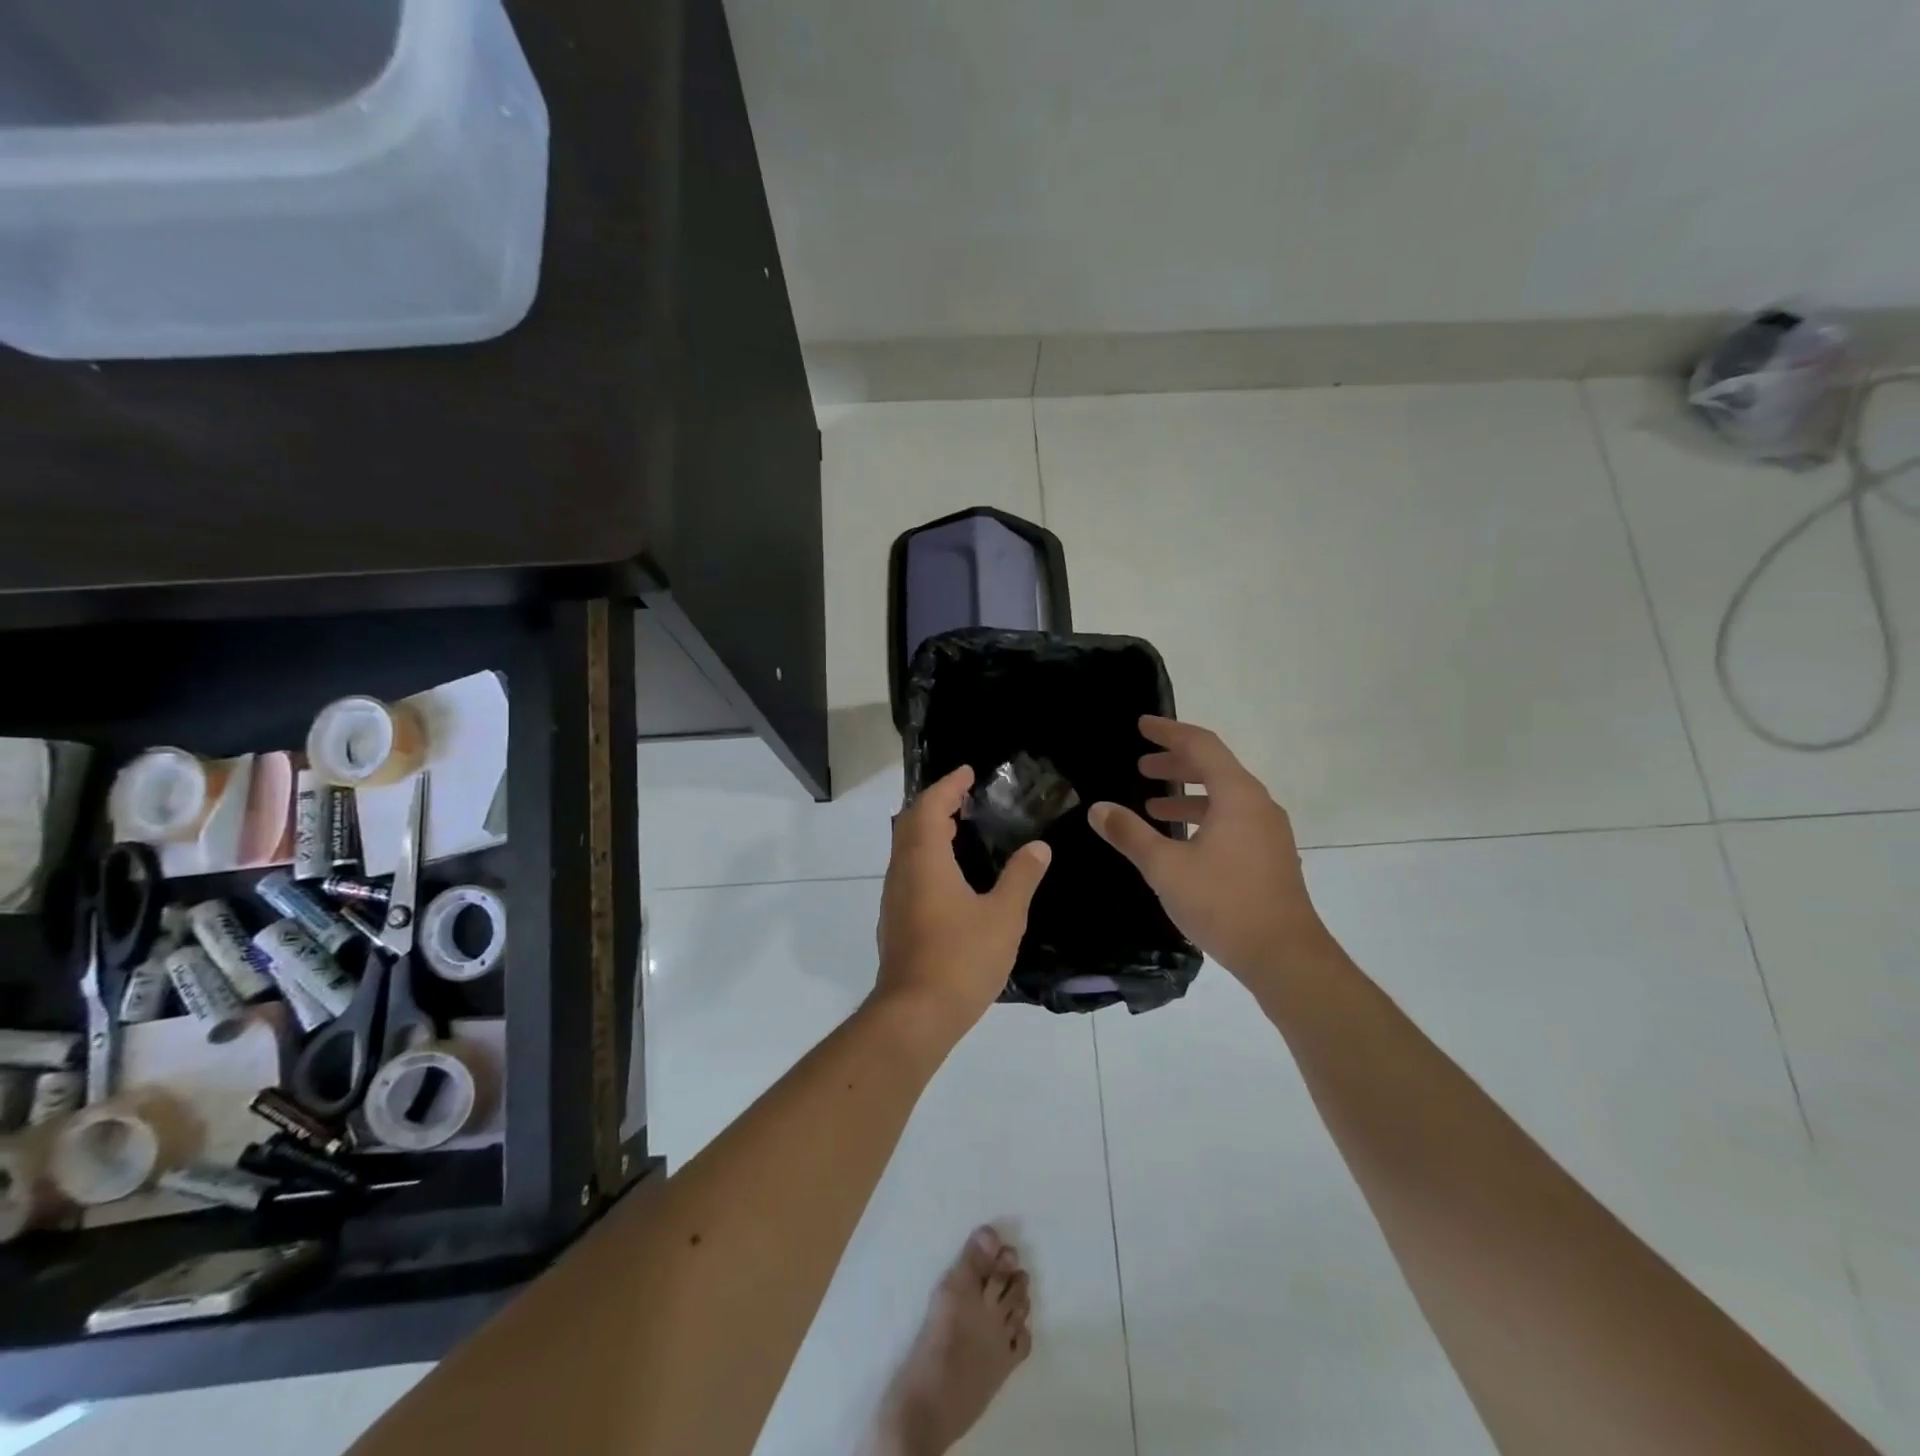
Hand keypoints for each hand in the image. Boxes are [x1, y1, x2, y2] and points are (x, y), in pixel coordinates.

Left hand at [874, 765, 1051, 1034]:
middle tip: (966, 796)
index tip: (968, 772)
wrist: (914, 1015)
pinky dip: (926, 855)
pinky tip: (951, 875)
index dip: (949, 785)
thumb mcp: (1003, 916)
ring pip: (906, 848)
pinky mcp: (894, 920)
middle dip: (936, 802)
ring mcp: (894, 897)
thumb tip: (1038, 847)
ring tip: (961, 829)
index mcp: (925, 859)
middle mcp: (902, 870)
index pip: (931, 806)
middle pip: (911, 822)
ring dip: (929, 829)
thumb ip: (1021, 877)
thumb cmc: (960, 959)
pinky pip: (908, 870)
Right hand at [1088, 717, 1329, 983]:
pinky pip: (1233, 818)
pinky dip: (1203, 816)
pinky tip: (1181, 839)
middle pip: (1215, 767)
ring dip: (1188, 792)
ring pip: (1224, 796)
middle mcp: (1258, 805)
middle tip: (1142, 764)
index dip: (1168, 732)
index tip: (1141, 725)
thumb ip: (1130, 834)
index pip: (1201, 746)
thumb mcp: (1166, 868)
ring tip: (1153, 802)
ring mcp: (1268, 832)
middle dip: (1176, 761)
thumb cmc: (1224, 904)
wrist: (1284, 957)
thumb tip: (1099, 808)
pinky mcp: (1269, 856)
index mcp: (1238, 796)